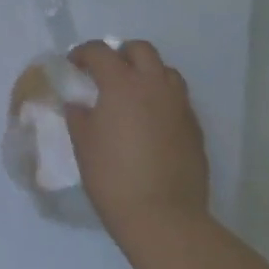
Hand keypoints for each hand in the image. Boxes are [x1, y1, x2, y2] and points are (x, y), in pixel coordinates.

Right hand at [65, 40, 209, 250]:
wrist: (164, 218)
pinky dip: (162, 100)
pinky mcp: (195, 129)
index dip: (83, 53)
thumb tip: (79, 105)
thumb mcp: (83, 143)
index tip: (73, 65)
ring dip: (147, 74)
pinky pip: (178, 100)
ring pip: (166, 72)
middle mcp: (154, 86)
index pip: (100, 51)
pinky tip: (150, 123)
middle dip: (121, 54)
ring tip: (133, 95)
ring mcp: (179, 106)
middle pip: (141, 50)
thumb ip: (78, 115)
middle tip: (106, 73)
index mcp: (122, 84)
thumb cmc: (113, 176)